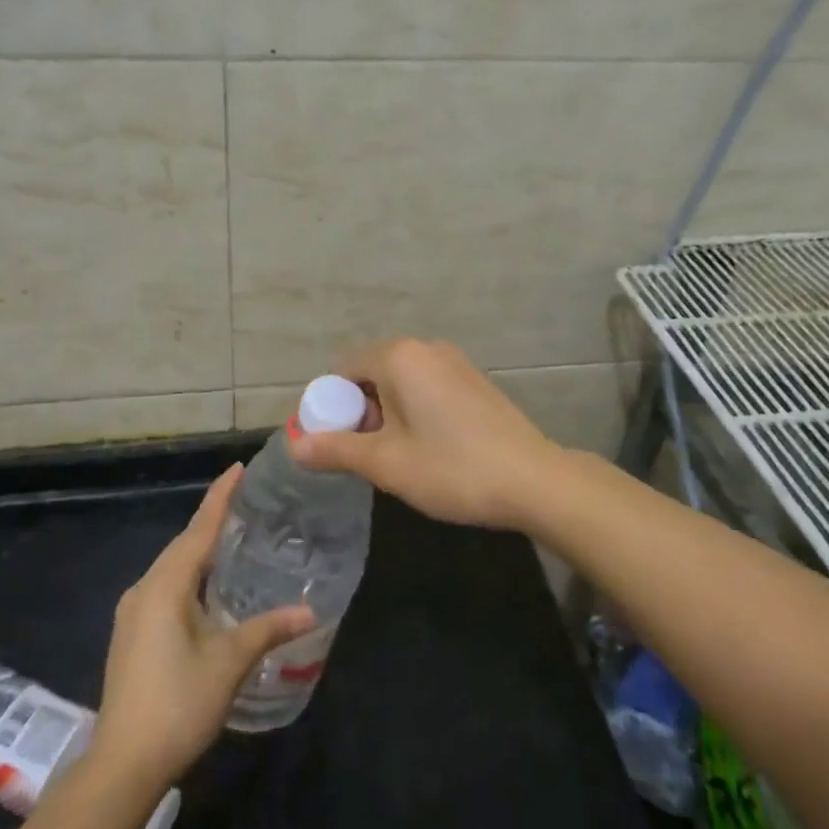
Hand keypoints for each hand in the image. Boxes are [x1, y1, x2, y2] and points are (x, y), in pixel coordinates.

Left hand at [89, 464, 314, 794]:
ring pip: (172, 567)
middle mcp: (144, 589)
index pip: (199, 529)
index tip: (238, 469)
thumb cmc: (178, 703)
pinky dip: (190, 574)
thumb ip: (268, 629)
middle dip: (212, 520)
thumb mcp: (229, 662)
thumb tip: (310, 610)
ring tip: (233, 537)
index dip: (220, 497)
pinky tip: (208, 586)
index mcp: (165, 585)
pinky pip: (165, 587)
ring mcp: (133, 613)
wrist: (122, 765)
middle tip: (246, 501)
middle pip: (183, 544)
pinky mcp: (131, 634)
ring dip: (200, 550)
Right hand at [289, 338, 566, 531]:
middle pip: (371, 374)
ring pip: (400, 383)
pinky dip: (414, 412)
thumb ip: (335, 449)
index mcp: (399, 356)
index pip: (343, 371)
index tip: (335, 446)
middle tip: (367, 458)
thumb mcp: (385, 463)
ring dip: (387, 415)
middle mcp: (426, 348)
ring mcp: (455, 362)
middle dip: (360, 413)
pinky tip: (430, 449)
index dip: (330, 408)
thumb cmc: (451, 468)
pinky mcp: (474, 381)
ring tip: (399, 459)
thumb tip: (294, 445)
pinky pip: (426, 388)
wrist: (534, 480)